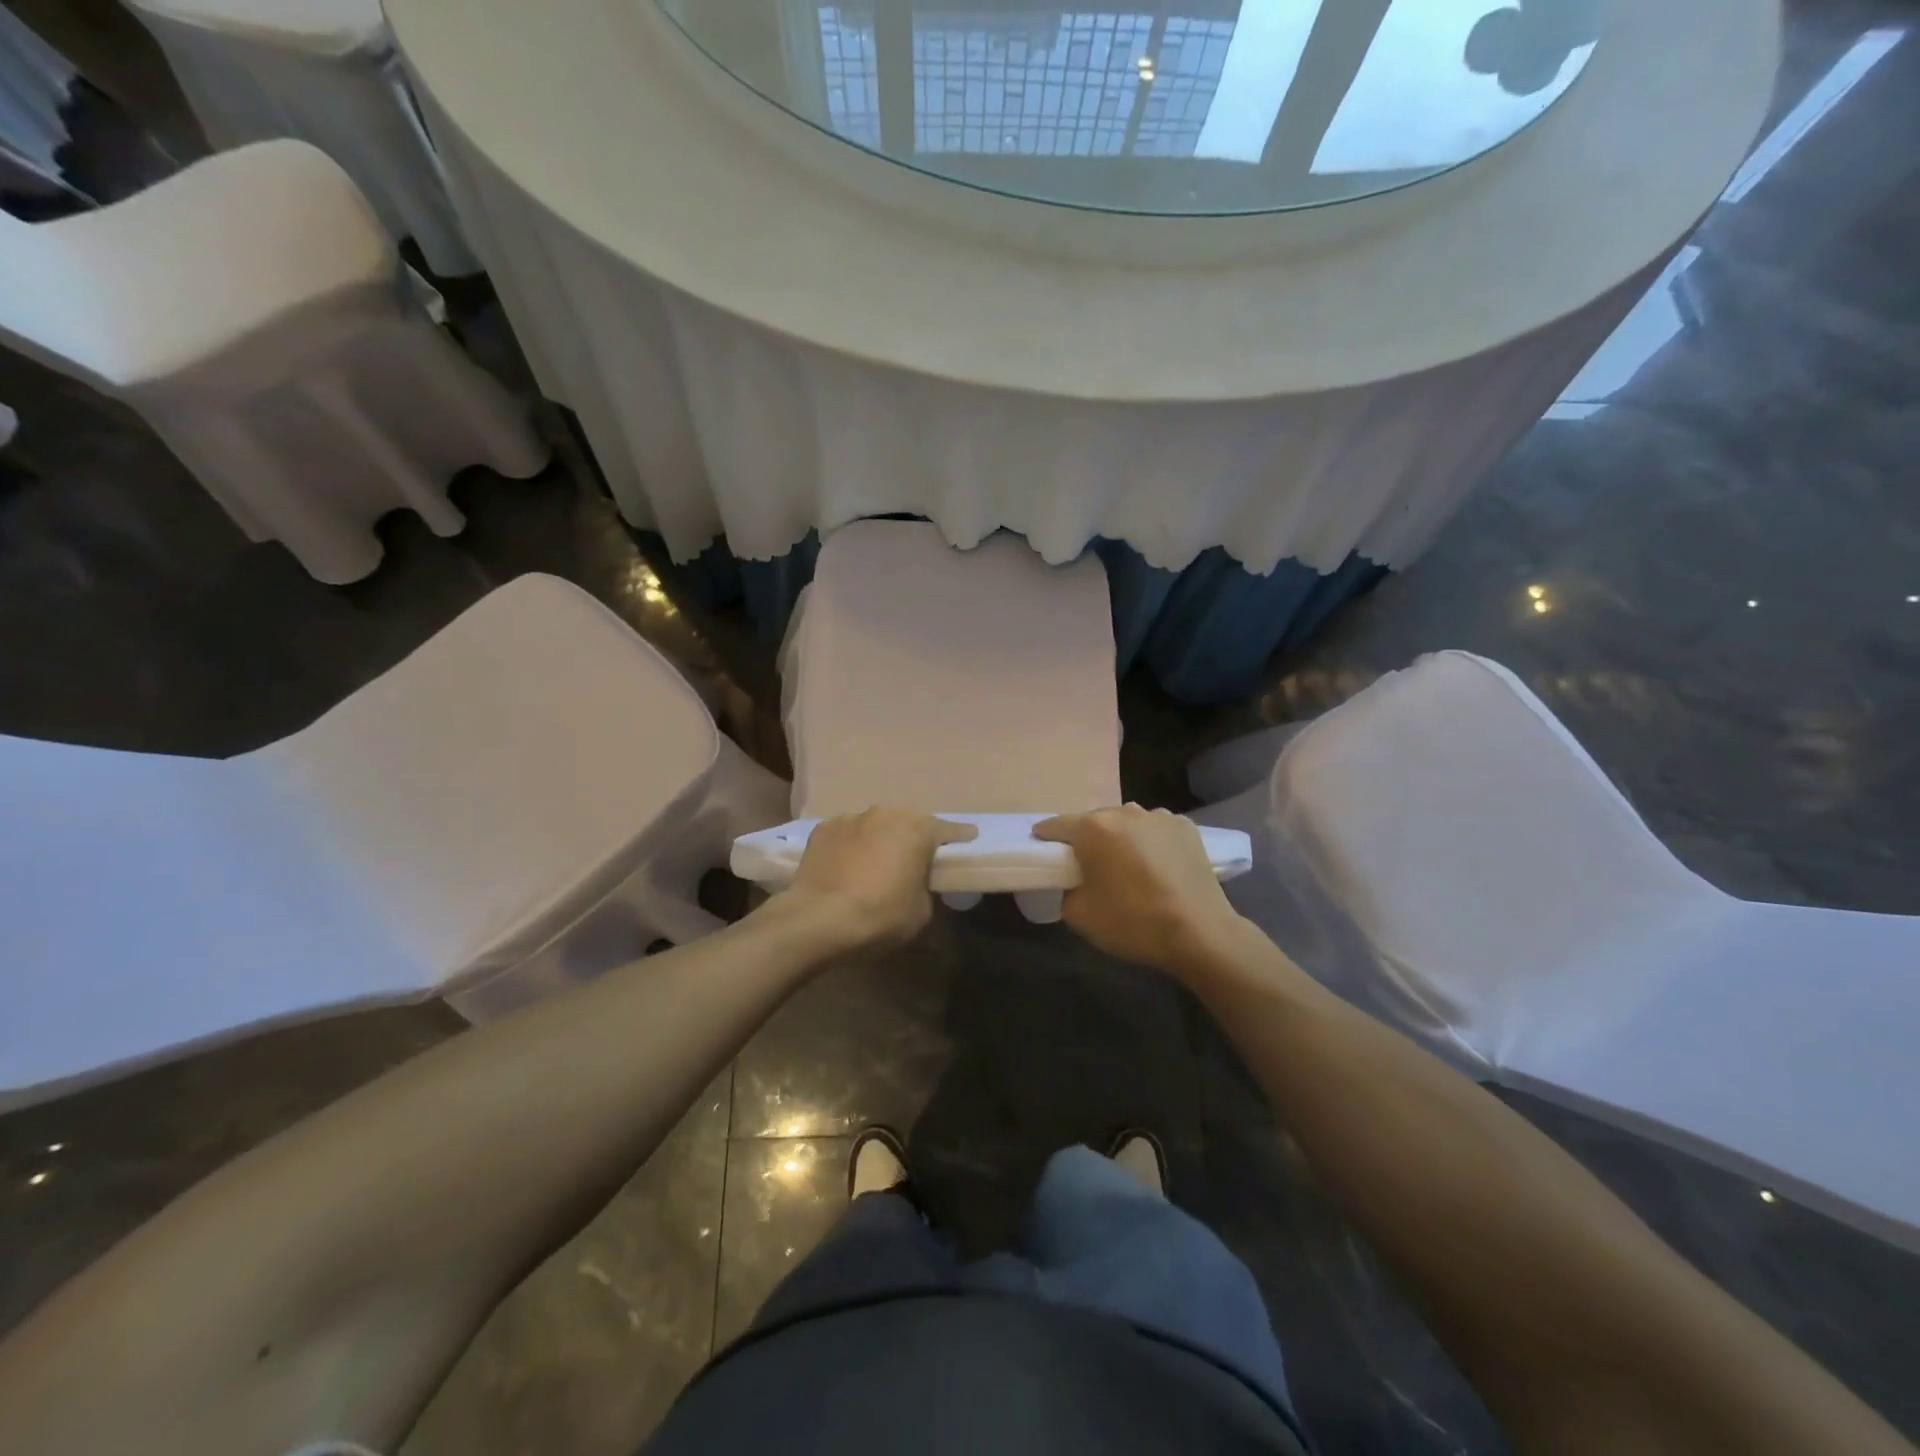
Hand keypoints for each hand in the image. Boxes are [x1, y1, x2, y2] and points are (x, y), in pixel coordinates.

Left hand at [783, 807, 976, 950]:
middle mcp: (886, 814)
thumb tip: (917, 883)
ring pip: (875, 825)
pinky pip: (847, 834)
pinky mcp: (823, 829)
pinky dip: (851, 845)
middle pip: (908, 822)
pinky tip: (846, 865)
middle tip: (915, 858)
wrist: (818, 919)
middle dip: (914, 837)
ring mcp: (851, 818)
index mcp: (917, 830)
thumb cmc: (880, 915)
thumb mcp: (920, 911)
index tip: (968, 839)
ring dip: (880, 839)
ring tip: (875, 862)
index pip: (949, 830)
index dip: (960, 837)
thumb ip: (926, 888)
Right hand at [1035, 805, 1245, 973]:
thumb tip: (1073, 881)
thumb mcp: (1079, 915)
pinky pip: (1155, 830)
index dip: (1046, 840)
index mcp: (1092, 828)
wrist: (1200, 933)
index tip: (1044, 854)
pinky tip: (1157, 867)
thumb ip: (1066, 890)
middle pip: (1093, 821)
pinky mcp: (1186, 826)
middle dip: (1087, 840)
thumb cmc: (1133, 923)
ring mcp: (1159, 816)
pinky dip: (1150, 842)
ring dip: (1121, 839)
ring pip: (1127, 823)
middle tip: (1089, 867)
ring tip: (1127, 867)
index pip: (1056, 825)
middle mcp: (1124, 811)